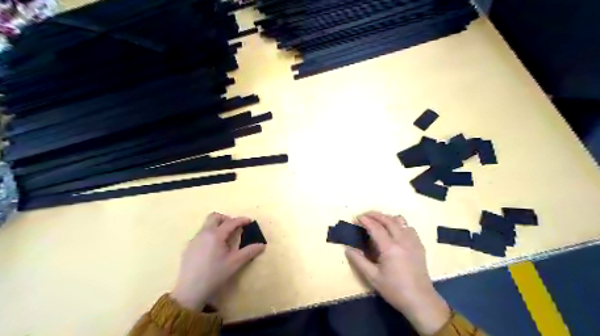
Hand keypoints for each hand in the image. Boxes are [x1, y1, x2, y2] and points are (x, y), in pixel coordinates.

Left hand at [169, 213, 262, 309]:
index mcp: (216, 235)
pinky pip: (202, 234)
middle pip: (215, 217)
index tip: (250, 221)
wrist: (190, 291)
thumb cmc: (215, 275)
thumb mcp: (235, 263)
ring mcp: (195, 240)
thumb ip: (249, 252)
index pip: (231, 222)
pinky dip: (210, 235)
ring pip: (207, 225)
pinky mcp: (189, 247)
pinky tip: (214, 249)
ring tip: (225, 240)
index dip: (242, 220)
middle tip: (235, 228)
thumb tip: (262, 245)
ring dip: (218, 227)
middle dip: (226, 219)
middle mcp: (204, 233)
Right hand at [345, 211, 447, 333]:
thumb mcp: (373, 278)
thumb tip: (348, 249)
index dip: (366, 220)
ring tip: (379, 220)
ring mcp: (413, 242)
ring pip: (401, 221)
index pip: (376, 228)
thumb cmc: (395, 290)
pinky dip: (400, 224)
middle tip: (365, 215)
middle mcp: (402, 241)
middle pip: (388, 220)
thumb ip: (359, 261)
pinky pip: (410, 228)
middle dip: (376, 215)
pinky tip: (396, 231)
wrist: (421, 301)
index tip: (357, 217)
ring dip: (388, 218)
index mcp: (390, 248)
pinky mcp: (419, 246)